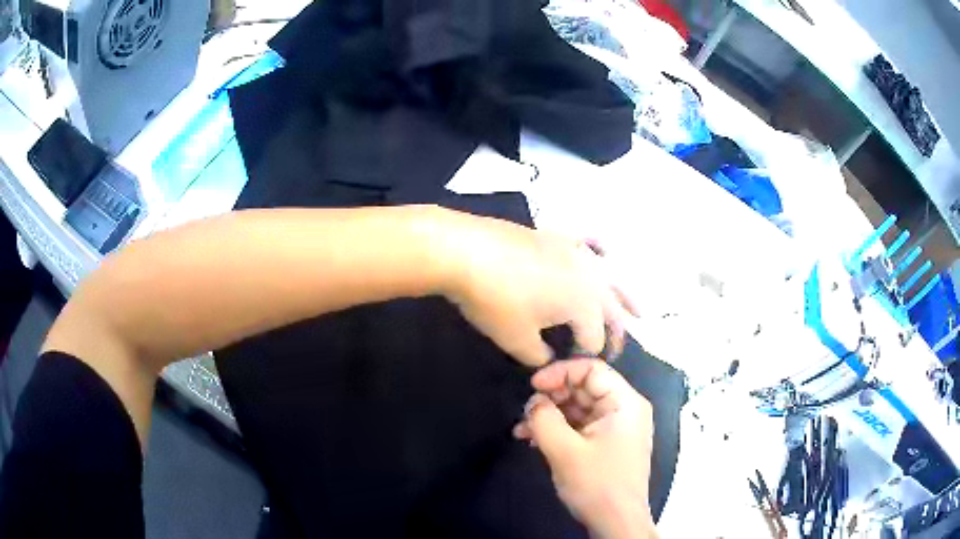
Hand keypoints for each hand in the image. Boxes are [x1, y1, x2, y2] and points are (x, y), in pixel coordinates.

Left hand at [431, 209, 630, 366]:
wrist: (465, 251)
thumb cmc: (494, 301)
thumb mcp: (516, 340)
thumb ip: (540, 357)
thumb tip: (548, 360)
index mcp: (584, 304)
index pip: (595, 338)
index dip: (587, 356)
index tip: (575, 367)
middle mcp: (590, 277)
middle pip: (612, 309)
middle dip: (618, 332)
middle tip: (618, 349)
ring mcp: (576, 252)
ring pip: (610, 277)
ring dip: (625, 297)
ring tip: (640, 311)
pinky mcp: (558, 237)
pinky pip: (588, 242)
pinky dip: (600, 249)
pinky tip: (606, 252)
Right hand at [514, 359, 657, 538]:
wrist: (615, 522)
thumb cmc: (597, 483)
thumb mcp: (565, 451)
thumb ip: (544, 419)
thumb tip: (533, 401)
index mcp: (625, 403)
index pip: (592, 369)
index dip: (560, 372)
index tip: (532, 385)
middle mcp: (623, 409)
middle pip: (584, 388)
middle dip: (551, 397)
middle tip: (525, 411)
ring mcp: (615, 428)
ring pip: (578, 408)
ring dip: (550, 415)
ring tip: (522, 428)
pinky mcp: (605, 444)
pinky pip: (579, 426)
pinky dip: (557, 429)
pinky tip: (532, 439)